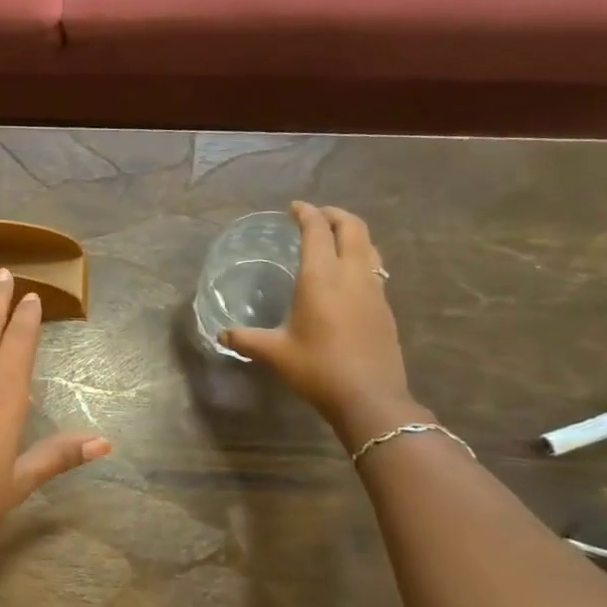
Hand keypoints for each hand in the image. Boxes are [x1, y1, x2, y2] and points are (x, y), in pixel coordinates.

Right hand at [221, 202, 417, 442]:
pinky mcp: (385, 307)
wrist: (370, 398)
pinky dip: (361, 256)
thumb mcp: (275, 353)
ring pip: (369, 245)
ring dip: (352, 233)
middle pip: (352, 227)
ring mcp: (374, 290)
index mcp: (321, 278)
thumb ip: (246, 339)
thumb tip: (221, 334)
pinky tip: (348, 274)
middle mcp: (351, 275)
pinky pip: (375, 267)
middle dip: (334, 214)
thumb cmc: (318, 369)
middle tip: (316, 216)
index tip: (294, 207)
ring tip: (334, 237)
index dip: (306, 213)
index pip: (317, 231)